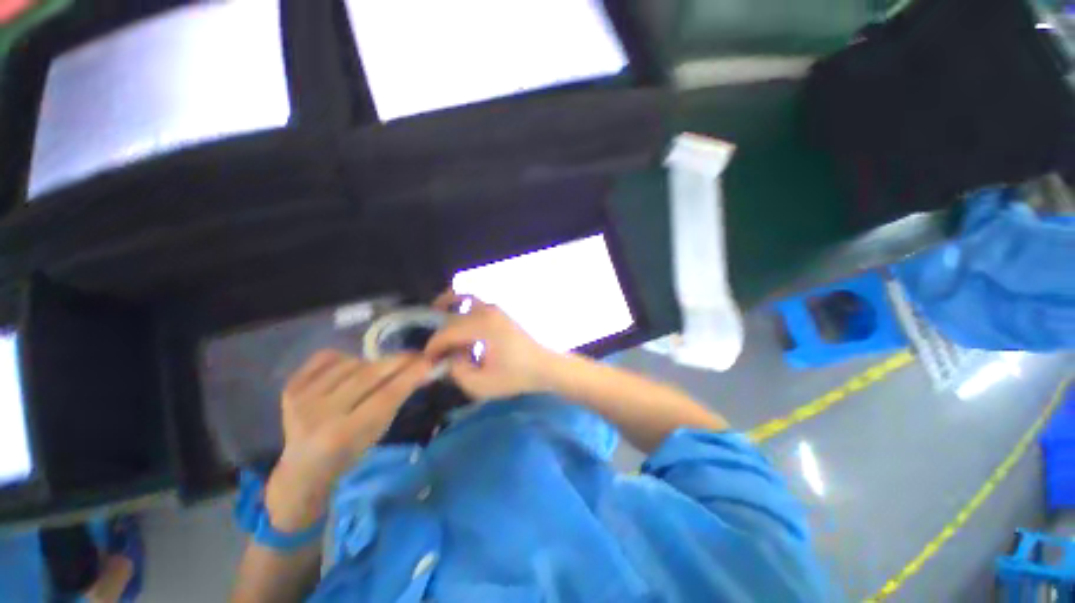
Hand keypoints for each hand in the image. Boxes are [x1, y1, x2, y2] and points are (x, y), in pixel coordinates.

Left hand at [266, 351, 432, 529]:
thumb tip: (421, 369)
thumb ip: (396, 399)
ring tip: (376, 372)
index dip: (410, 375)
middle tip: (415, 355)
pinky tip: (349, 369)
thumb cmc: (350, 453)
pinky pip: (326, 357)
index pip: (385, 396)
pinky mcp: (290, 387)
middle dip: (397, 361)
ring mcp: (301, 399)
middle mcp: (319, 414)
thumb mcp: (378, 432)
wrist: (303, 467)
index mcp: (343, 434)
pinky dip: (344, 358)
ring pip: (350, 363)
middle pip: (368, 376)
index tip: (430, 361)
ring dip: (370, 363)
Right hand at [425, 292, 557, 400]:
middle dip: (440, 333)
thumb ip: (457, 372)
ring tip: (435, 319)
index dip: (434, 346)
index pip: (447, 332)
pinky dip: (461, 307)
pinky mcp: (500, 312)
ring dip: (447, 306)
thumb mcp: (481, 384)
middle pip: (453, 316)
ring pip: (464, 299)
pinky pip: (474, 303)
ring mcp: (495, 309)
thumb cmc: (516, 376)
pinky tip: (458, 323)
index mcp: (483, 326)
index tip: (428, 361)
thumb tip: (449, 357)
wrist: (544, 366)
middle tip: (435, 351)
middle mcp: (487, 311)